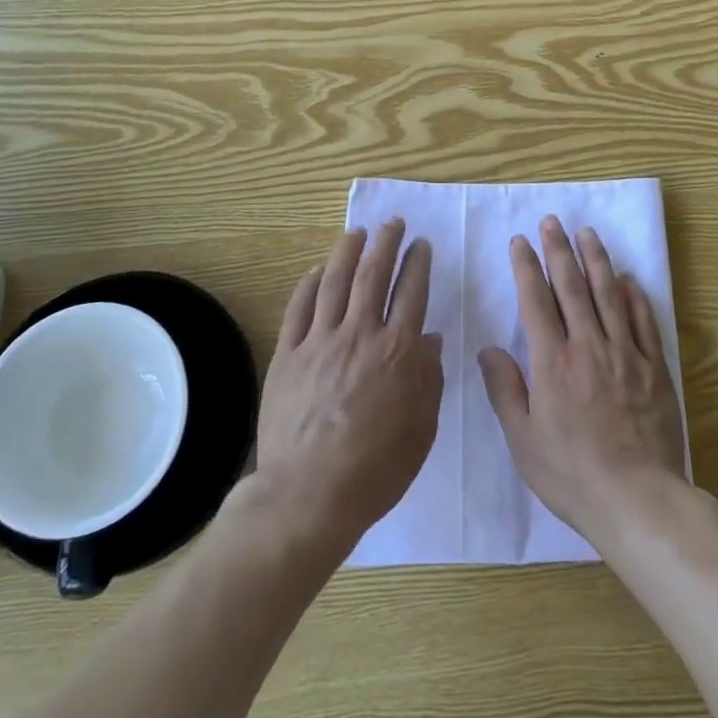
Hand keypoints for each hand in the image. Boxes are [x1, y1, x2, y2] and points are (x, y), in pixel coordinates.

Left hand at [255, 221, 442, 551]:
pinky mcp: (288, 354)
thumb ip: (429, 378)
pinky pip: (298, 308)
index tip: (421, 245)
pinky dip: (308, 284)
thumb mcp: (422, 428)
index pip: (411, 293)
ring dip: (347, 252)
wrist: (309, 494)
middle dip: (386, 243)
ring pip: (334, 282)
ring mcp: (319, 342)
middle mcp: (360, 335)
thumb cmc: (376, 468)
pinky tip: (316, 270)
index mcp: (397, 352)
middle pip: (373, 275)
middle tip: (392, 223)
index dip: (417, 264)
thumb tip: (430, 338)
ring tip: (357, 232)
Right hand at [478, 217, 687, 547]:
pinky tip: (627, 278)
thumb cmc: (571, 474)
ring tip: (587, 233)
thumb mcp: (524, 440)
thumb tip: (489, 349)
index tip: (520, 241)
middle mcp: (588, 346)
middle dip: (559, 251)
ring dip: (596, 260)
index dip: (526, 267)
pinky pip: (643, 321)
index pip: (536, 301)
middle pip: (572, 287)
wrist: (637, 499)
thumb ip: (505, 390)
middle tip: (552, 221)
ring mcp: (625, 354)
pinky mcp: (653, 367)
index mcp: (552, 362)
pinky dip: (634, 296)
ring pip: (608, 295)